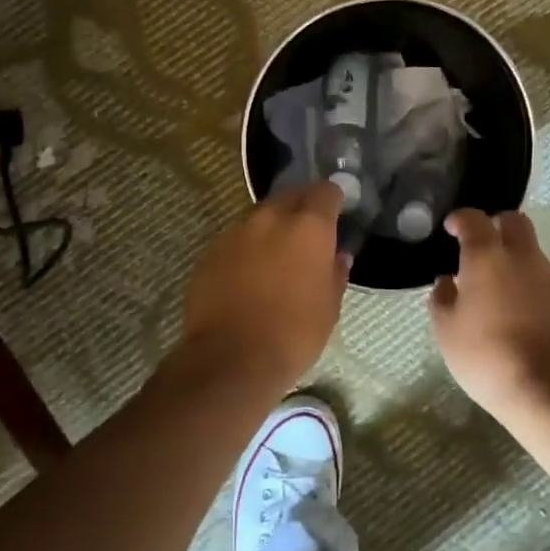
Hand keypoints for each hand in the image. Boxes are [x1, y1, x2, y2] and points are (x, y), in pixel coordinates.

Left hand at [181, 182, 349, 388]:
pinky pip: (236, 239)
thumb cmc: (293, 333)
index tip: (337, 210)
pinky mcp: (211, 251)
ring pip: (260, 216)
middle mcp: (271, 218)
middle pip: (290, 196)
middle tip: (308, 230)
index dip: (333, 198)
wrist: (230, 358)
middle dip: (301, 206)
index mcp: (308, 227)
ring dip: (272, 227)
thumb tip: (338, 256)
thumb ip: (335, 273)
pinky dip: (247, 248)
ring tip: (277, 254)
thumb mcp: (329, 308)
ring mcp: (236, 232)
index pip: (325, 192)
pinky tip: (249, 273)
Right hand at [429, 209, 549, 422]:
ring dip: (518, 264)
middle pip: (515, 221)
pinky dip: (536, 292)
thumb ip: (442, 299)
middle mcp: (523, 257)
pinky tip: (528, 320)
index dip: (461, 219)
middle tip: (484, 247)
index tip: (453, 228)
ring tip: (504, 297)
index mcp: (487, 257)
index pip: (474, 219)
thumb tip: (447, 281)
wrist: (548, 390)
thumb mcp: (447, 331)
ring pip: (534, 256)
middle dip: (498, 225)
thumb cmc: (486, 356)